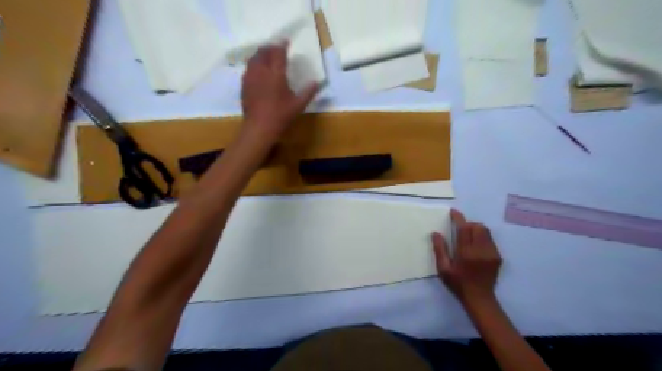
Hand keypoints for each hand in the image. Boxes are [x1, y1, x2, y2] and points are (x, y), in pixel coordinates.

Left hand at [241, 42, 319, 145]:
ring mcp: (250, 77)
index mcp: (276, 74)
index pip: (278, 53)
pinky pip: (248, 68)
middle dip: (270, 48)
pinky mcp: (244, 85)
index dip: (282, 45)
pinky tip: (258, 71)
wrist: (259, 128)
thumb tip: (317, 82)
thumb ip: (308, 92)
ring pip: (254, 58)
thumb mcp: (298, 105)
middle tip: (277, 49)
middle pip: (263, 52)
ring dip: (261, 54)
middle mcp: (261, 71)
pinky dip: (254, 64)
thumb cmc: (281, 116)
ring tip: (267, 56)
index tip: (286, 42)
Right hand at [429, 210, 501, 304]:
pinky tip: (476, 247)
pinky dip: (482, 238)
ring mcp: (492, 253)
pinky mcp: (498, 257)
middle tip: (460, 229)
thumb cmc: (458, 284)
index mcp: (466, 253)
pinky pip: (490, 240)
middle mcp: (481, 250)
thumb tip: (436, 233)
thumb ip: (439, 250)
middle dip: (468, 224)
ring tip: (468, 237)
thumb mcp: (443, 269)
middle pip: (478, 227)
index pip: (464, 229)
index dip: (458, 218)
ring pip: (486, 231)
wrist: (480, 299)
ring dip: (476, 229)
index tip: (453, 212)